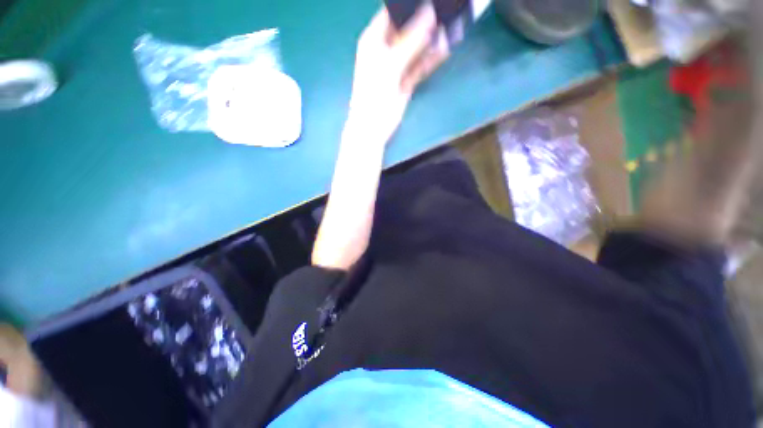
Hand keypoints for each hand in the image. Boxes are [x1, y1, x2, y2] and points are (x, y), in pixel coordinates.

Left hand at [345, 4, 449, 144]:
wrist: (373, 126)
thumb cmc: (374, 93)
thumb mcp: (390, 64)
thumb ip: (410, 40)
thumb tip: (431, 13)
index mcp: (374, 39)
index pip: (392, 12)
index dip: (410, 5)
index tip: (431, 0)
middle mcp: (386, 49)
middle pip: (408, 28)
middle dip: (425, 20)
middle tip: (446, 11)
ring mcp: (398, 65)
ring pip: (417, 47)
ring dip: (432, 39)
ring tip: (452, 25)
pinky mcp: (407, 80)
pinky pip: (421, 65)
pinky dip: (432, 59)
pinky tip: (445, 49)